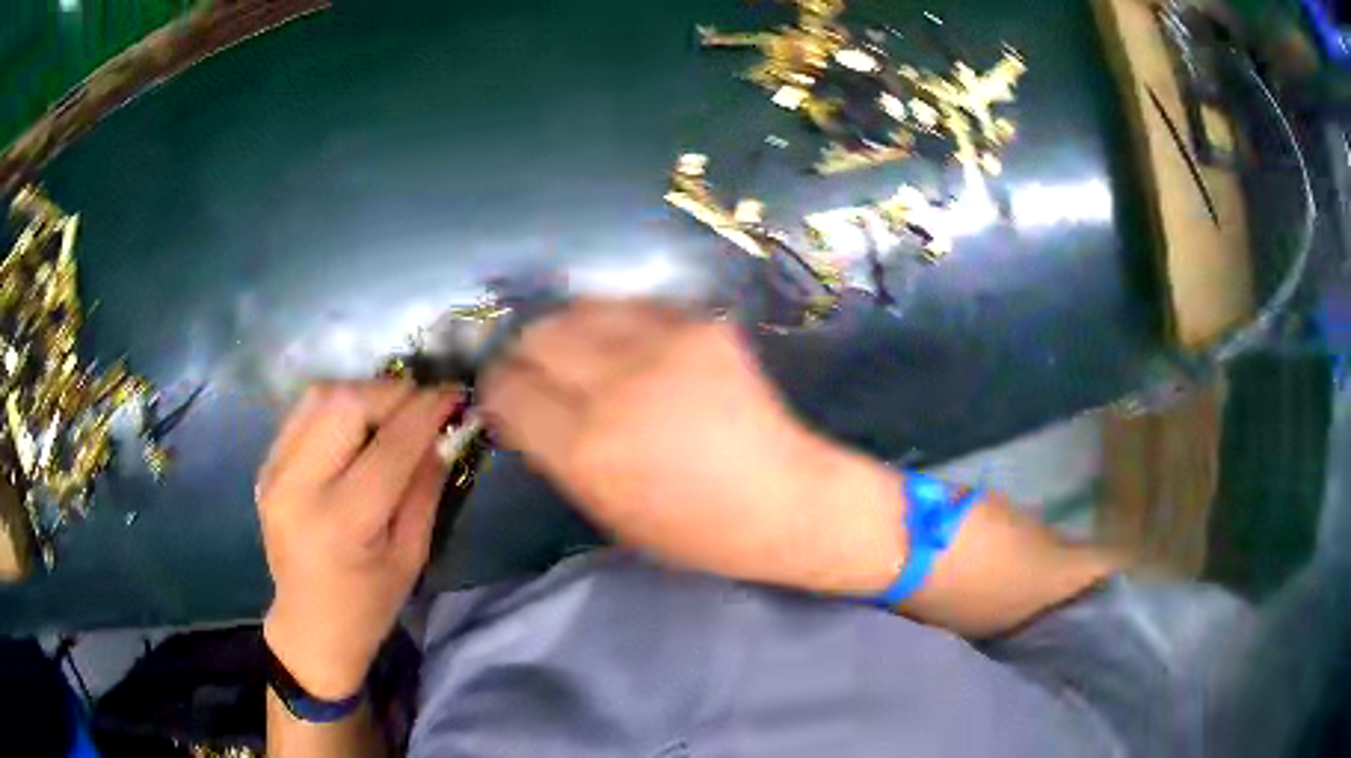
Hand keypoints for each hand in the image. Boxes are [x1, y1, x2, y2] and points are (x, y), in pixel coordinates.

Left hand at [257, 382, 458, 699]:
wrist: (310, 626)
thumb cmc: (369, 604)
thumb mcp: (411, 555)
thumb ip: (425, 488)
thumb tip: (444, 431)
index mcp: (341, 523)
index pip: (389, 446)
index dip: (426, 412)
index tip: (454, 393)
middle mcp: (298, 488)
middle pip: (345, 404)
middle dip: (392, 393)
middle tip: (421, 403)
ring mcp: (274, 473)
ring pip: (320, 397)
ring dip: (363, 393)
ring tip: (390, 411)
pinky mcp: (265, 466)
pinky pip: (303, 413)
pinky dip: (337, 406)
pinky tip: (356, 426)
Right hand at [482, 301, 903, 593]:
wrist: (784, 499)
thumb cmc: (692, 529)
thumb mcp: (604, 509)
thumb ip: (555, 450)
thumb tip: (524, 401)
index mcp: (584, 448)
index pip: (508, 388)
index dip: (499, 386)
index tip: (506, 390)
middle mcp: (614, 386)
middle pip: (537, 336)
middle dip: (527, 352)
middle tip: (540, 367)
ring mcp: (662, 346)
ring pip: (579, 309)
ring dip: (568, 330)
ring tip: (582, 351)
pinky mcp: (700, 324)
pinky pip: (632, 308)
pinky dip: (618, 326)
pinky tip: (634, 348)